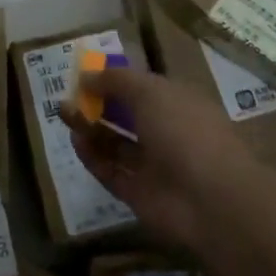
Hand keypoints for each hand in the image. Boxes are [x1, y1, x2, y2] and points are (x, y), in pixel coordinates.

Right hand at [60, 64, 262, 251]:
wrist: (211, 200)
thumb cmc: (185, 131)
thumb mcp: (149, 91)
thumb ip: (115, 80)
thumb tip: (86, 76)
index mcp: (179, 104)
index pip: (144, 88)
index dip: (116, 81)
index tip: (86, 75)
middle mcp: (168, 133)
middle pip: (126, 116)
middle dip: (97, 104)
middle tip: (68, 96)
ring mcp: (154, 166)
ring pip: (116, 144)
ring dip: (90, 128)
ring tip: (64, 114)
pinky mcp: (139, 195)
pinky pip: (111, 172)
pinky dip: (93, 157)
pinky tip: (75, 140)